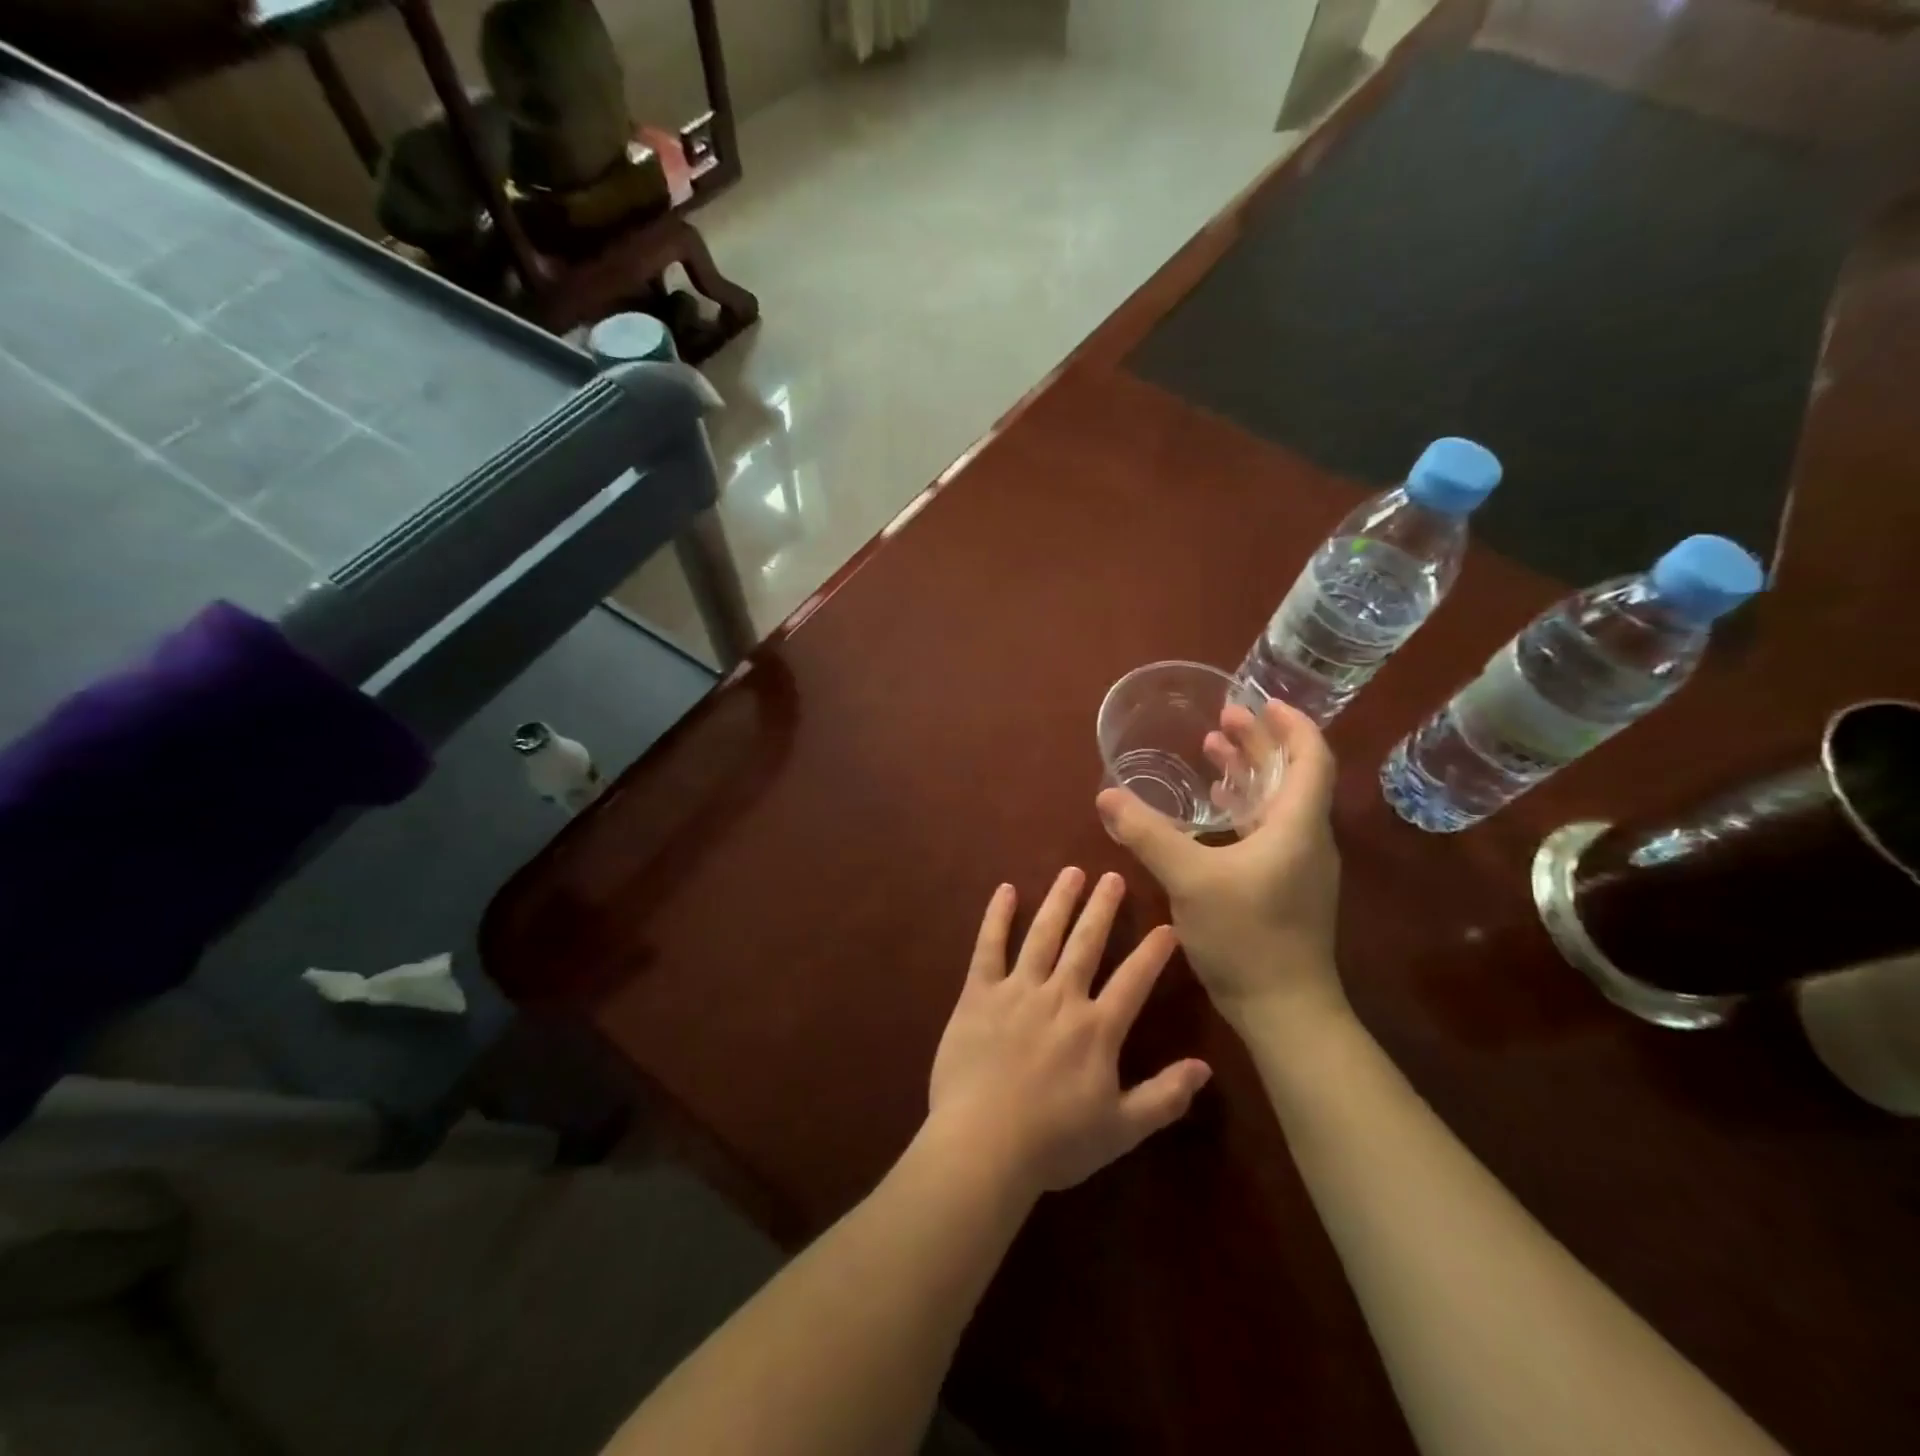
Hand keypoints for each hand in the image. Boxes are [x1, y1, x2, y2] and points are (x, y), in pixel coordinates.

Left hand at [926, 868, 1211, 1197]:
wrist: (983, 1146)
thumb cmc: (1054, 1143)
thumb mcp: (1121, 1130)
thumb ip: (1165, 1096)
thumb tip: (1206, 1068)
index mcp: (1097, 1029)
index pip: (1134, 980)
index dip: (1153, 952)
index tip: (1168, 925)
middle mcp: (1060, 997)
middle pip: (1087, 943)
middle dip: (1103, 908)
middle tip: (1114, 875)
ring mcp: (1017, 991)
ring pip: (1043, 935)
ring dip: (1059, 901)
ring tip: (1072, 871)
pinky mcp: (978, 994)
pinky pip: (988, 947)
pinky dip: (997, 917)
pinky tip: (1004, 890)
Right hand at [1096, 699, 1346, 1036]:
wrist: (1283, 1009)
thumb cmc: (1246, 936)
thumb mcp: (1189, 879)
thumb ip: (1148, 834)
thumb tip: (1107, 796)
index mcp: (1297, 825)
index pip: (1311, 757)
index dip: (1290, 724)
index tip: (1261, 701)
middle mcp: (1306, 838)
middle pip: (1292, 775)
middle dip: (1260, 743)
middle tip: (1224, 719)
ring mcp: (1297, 866)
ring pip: (1278, 803)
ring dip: (1249, 774)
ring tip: (1214, 751)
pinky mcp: (1284, 887)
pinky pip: (1267, 830)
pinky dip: (1242, 809)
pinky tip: (1214, 810)